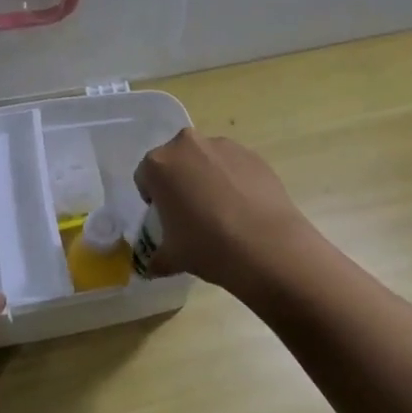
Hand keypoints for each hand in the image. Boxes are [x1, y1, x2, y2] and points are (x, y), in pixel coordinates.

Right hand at [132, 129, 318, 293]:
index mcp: (159, 164)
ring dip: (207, 177)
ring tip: (223, 211)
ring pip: (206, 160)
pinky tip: (244, 208)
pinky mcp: (252, 154)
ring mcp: (223, 146)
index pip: (145, 176)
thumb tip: (152, 267)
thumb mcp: (171, 258)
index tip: (167, 218)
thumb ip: (156, 258)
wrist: (266, 245)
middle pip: (176, 161)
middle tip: (192, 212)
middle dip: (180, 181)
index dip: (153, 198)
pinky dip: (234, 180)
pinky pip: (233, 165)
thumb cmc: (207, 246)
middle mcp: (188, 145)